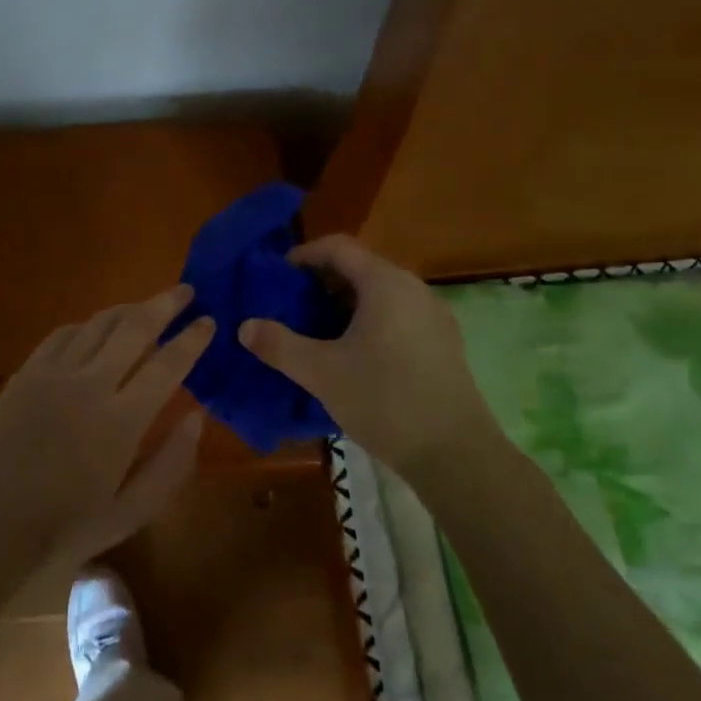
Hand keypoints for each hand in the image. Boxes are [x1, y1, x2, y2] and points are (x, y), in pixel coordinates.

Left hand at [0, 286, 214, 577]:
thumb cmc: (64, 528)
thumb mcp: (131, 512)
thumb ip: (171, 463)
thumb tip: (197, 416)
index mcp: (122, 421)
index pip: (168, 365)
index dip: (192, 339)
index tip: (209, 321)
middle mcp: (90, 384)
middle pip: (135, 328)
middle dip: (165, 304)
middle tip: (186, 291)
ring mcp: (53, 374)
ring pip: (98, 324)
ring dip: (128, 310)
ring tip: (146, 307)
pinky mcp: (26, 373)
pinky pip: (63, 334)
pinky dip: (87, 325)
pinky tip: (95, 329)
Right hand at [238, 235, 498, 476]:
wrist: (455, 453)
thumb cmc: (384, 401)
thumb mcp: (321, 373)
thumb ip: (279, 344)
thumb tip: (245, 326)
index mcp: (385, 283)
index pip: (338, 247)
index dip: (303, 256)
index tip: (276, 278)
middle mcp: (413, 288)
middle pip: (359, 268)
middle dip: (320, 283)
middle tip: (289, 308)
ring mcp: (433, 315)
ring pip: (379, 293)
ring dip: (343, 304)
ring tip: (315, 332)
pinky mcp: (442, 342)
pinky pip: (397, 315)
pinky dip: (368, 321)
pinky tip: (352, 355)